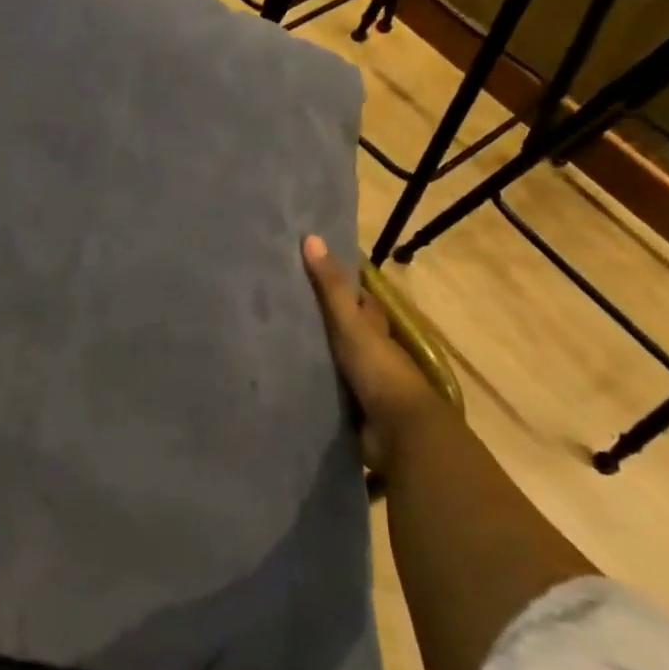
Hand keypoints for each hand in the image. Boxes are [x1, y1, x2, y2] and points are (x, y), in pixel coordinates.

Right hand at [302, 235, 443, 477]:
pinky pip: (323, 391)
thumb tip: (311, 237)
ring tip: (270, 341)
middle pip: (344, 330)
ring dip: (312, 354)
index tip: (308, 270)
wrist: (399, 432)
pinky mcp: (348, 410)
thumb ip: (331, 287)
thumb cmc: (379, 369)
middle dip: (320, 320)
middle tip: (278, 305)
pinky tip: (281, 378)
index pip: (359, 300)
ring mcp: (361, 383)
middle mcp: (370, 353)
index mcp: (375, 328)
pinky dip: (307, 384)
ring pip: (332, 360)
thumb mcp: (351, 323)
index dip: (339, 285)